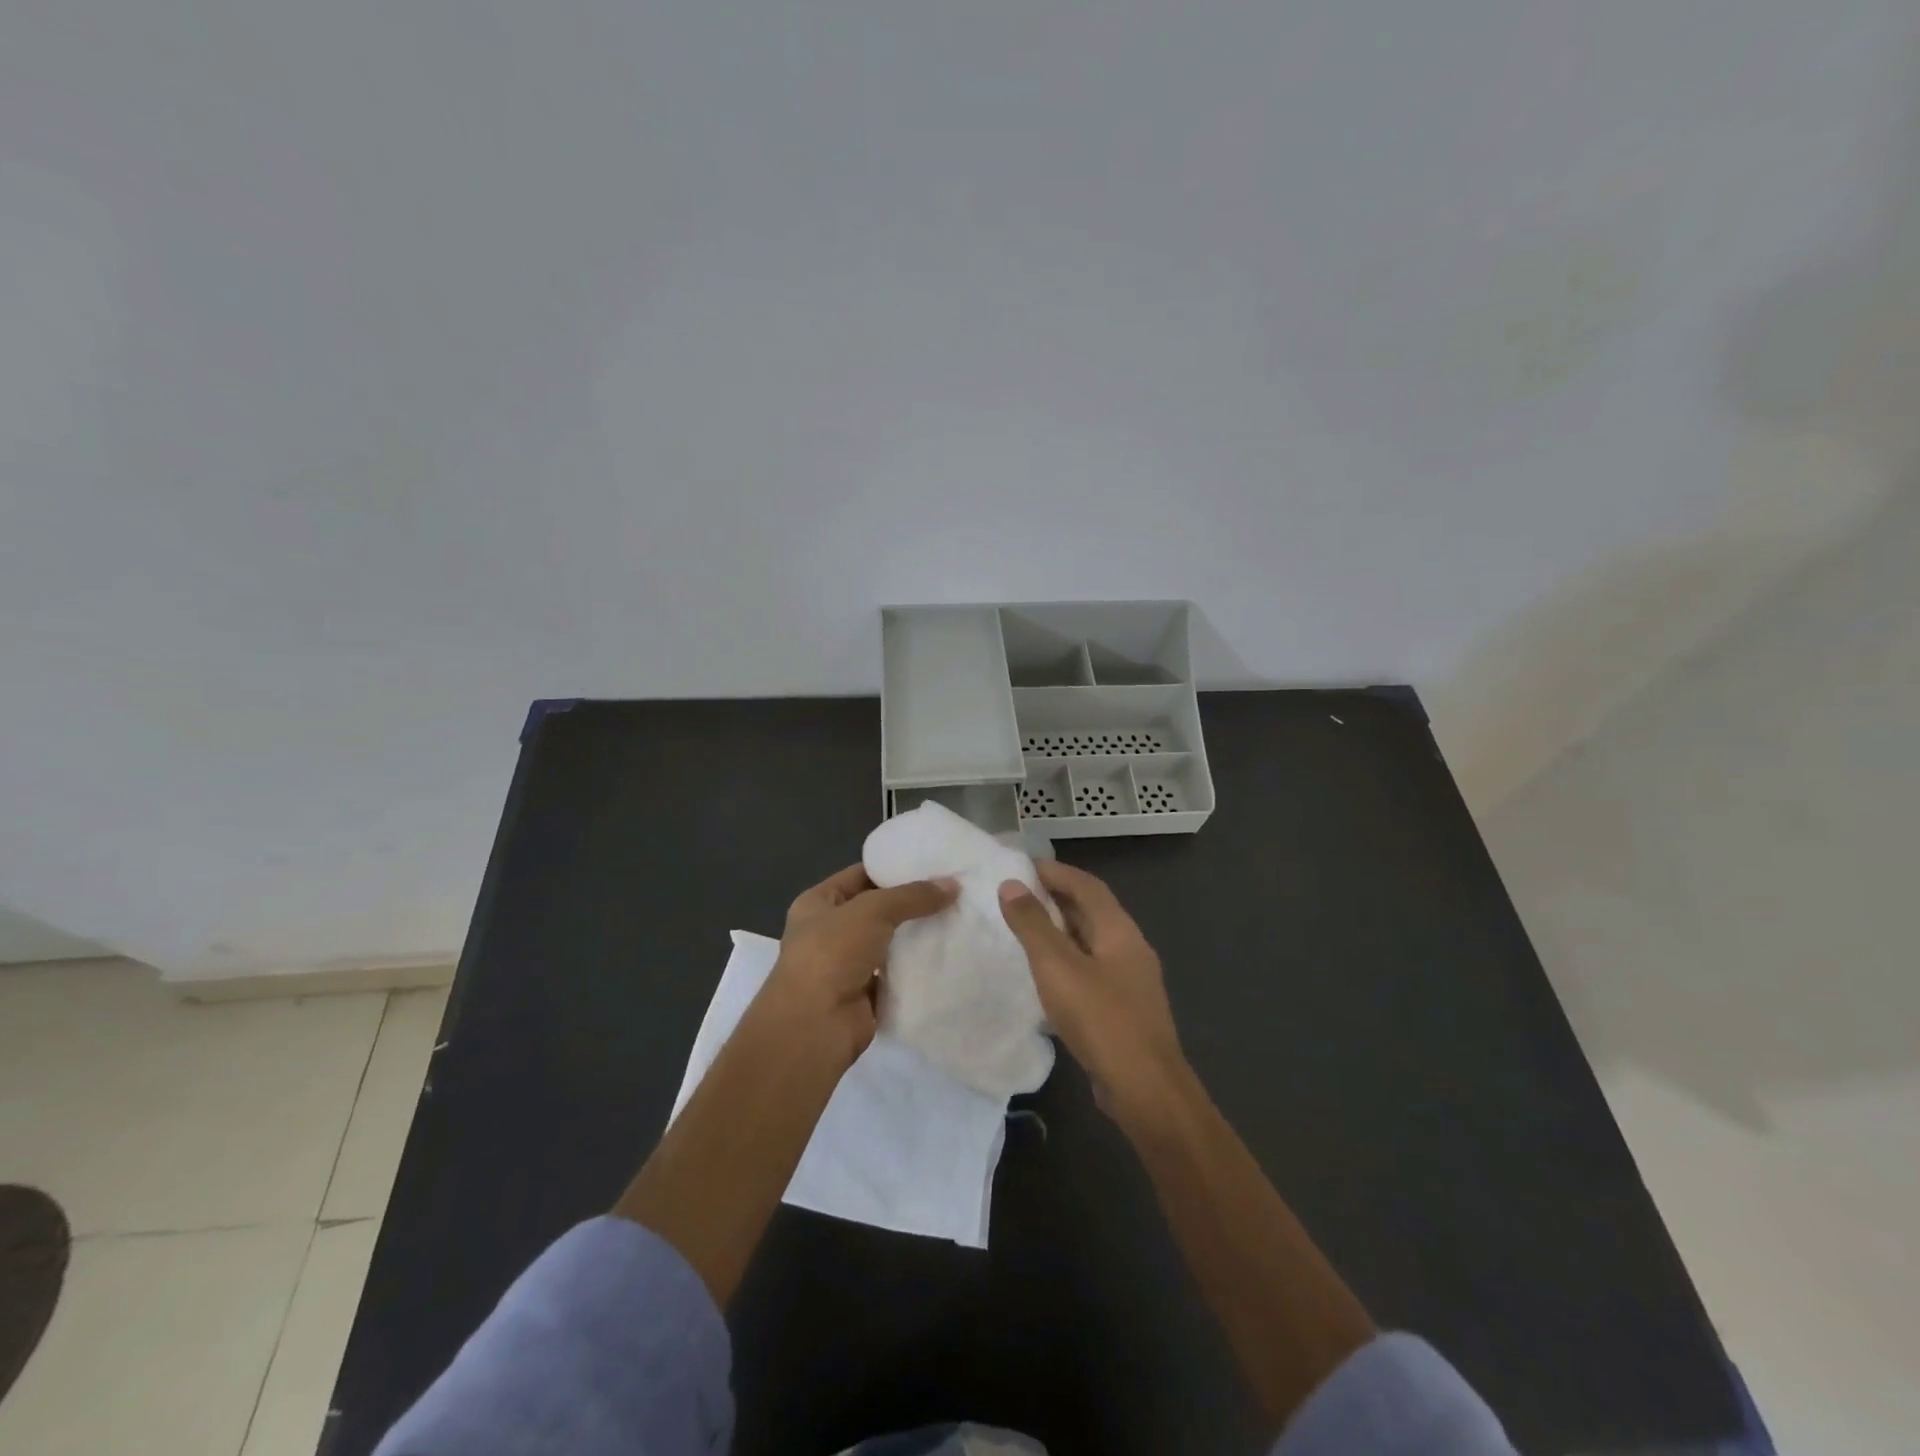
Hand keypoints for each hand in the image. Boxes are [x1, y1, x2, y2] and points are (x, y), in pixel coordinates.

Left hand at [760, 864, 956, 1066]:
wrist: (814, 1027)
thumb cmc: (831, 954)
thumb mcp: (872, 910)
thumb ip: (912, 896)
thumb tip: (953, 885)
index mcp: (817, 903)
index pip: (860, 876)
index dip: (893, 869)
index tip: (932, 865)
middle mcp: (828, 932)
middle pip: (877, 910)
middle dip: (911, 904)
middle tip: (953, 892)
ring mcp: (846, 966)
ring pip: (888, 943)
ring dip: (916, 937)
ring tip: (957, 920)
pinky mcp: (865, 996)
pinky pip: (896, 975)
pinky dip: (916, 969)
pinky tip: (947, 956)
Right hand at [998, 861, 1187, 1123]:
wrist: (1145, 1089)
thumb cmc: (1101, 1019)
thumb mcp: (1057, 967)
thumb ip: (1032, 925)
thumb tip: (1011, 884)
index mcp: (1119, 930)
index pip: (1087, 885)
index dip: (1056, 872)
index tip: (1023, 867)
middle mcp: (1130, 947)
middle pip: (1092, 911)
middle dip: (1057, 899)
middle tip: (1018, 897)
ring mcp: (1132, 981)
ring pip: (1092, 942)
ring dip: (1061, 931)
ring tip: (1026, 932)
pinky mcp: (1126, 1009)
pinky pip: (1093, 970)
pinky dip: (1068, 962)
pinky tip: (1047, 978)